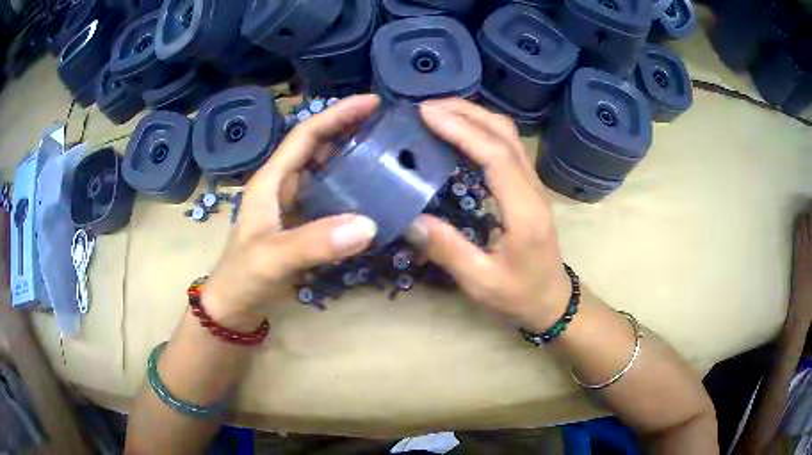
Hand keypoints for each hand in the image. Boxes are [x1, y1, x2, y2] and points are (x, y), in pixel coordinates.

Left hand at [202, 95, 380, 330]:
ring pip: (326, 171)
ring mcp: (293, 205)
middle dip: (350, 130)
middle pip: (319, 147)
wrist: (234, 307)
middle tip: (389, 126)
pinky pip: (331, 197)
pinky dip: (352, 189)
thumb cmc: (243, 277)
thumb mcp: (273, 258)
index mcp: (271, 180)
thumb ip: (315, 242)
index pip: (306, 135)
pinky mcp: (302, 224)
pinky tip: (374, 194)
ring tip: (389, 153)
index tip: (373, 102)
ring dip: (353, 158)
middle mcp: (283, 185)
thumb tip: (368, 223)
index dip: (338, 114)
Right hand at [415, 99, 570, 331]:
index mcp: (523, 211)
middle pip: (504, 134)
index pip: (495, 155)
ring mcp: (533, 184)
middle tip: (425, 107)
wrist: (553, 299)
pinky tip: (459, 132)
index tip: (426, 115)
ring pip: (508, 135)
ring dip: (475, 116)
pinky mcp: (528, 185)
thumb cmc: (520, 294)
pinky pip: (507, 145)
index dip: (461, 130)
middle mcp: (532, 188)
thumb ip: (448, 250)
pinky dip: (481, 129)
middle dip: (465, 112)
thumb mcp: (481, 282)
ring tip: (438, 112)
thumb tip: (411, 218)